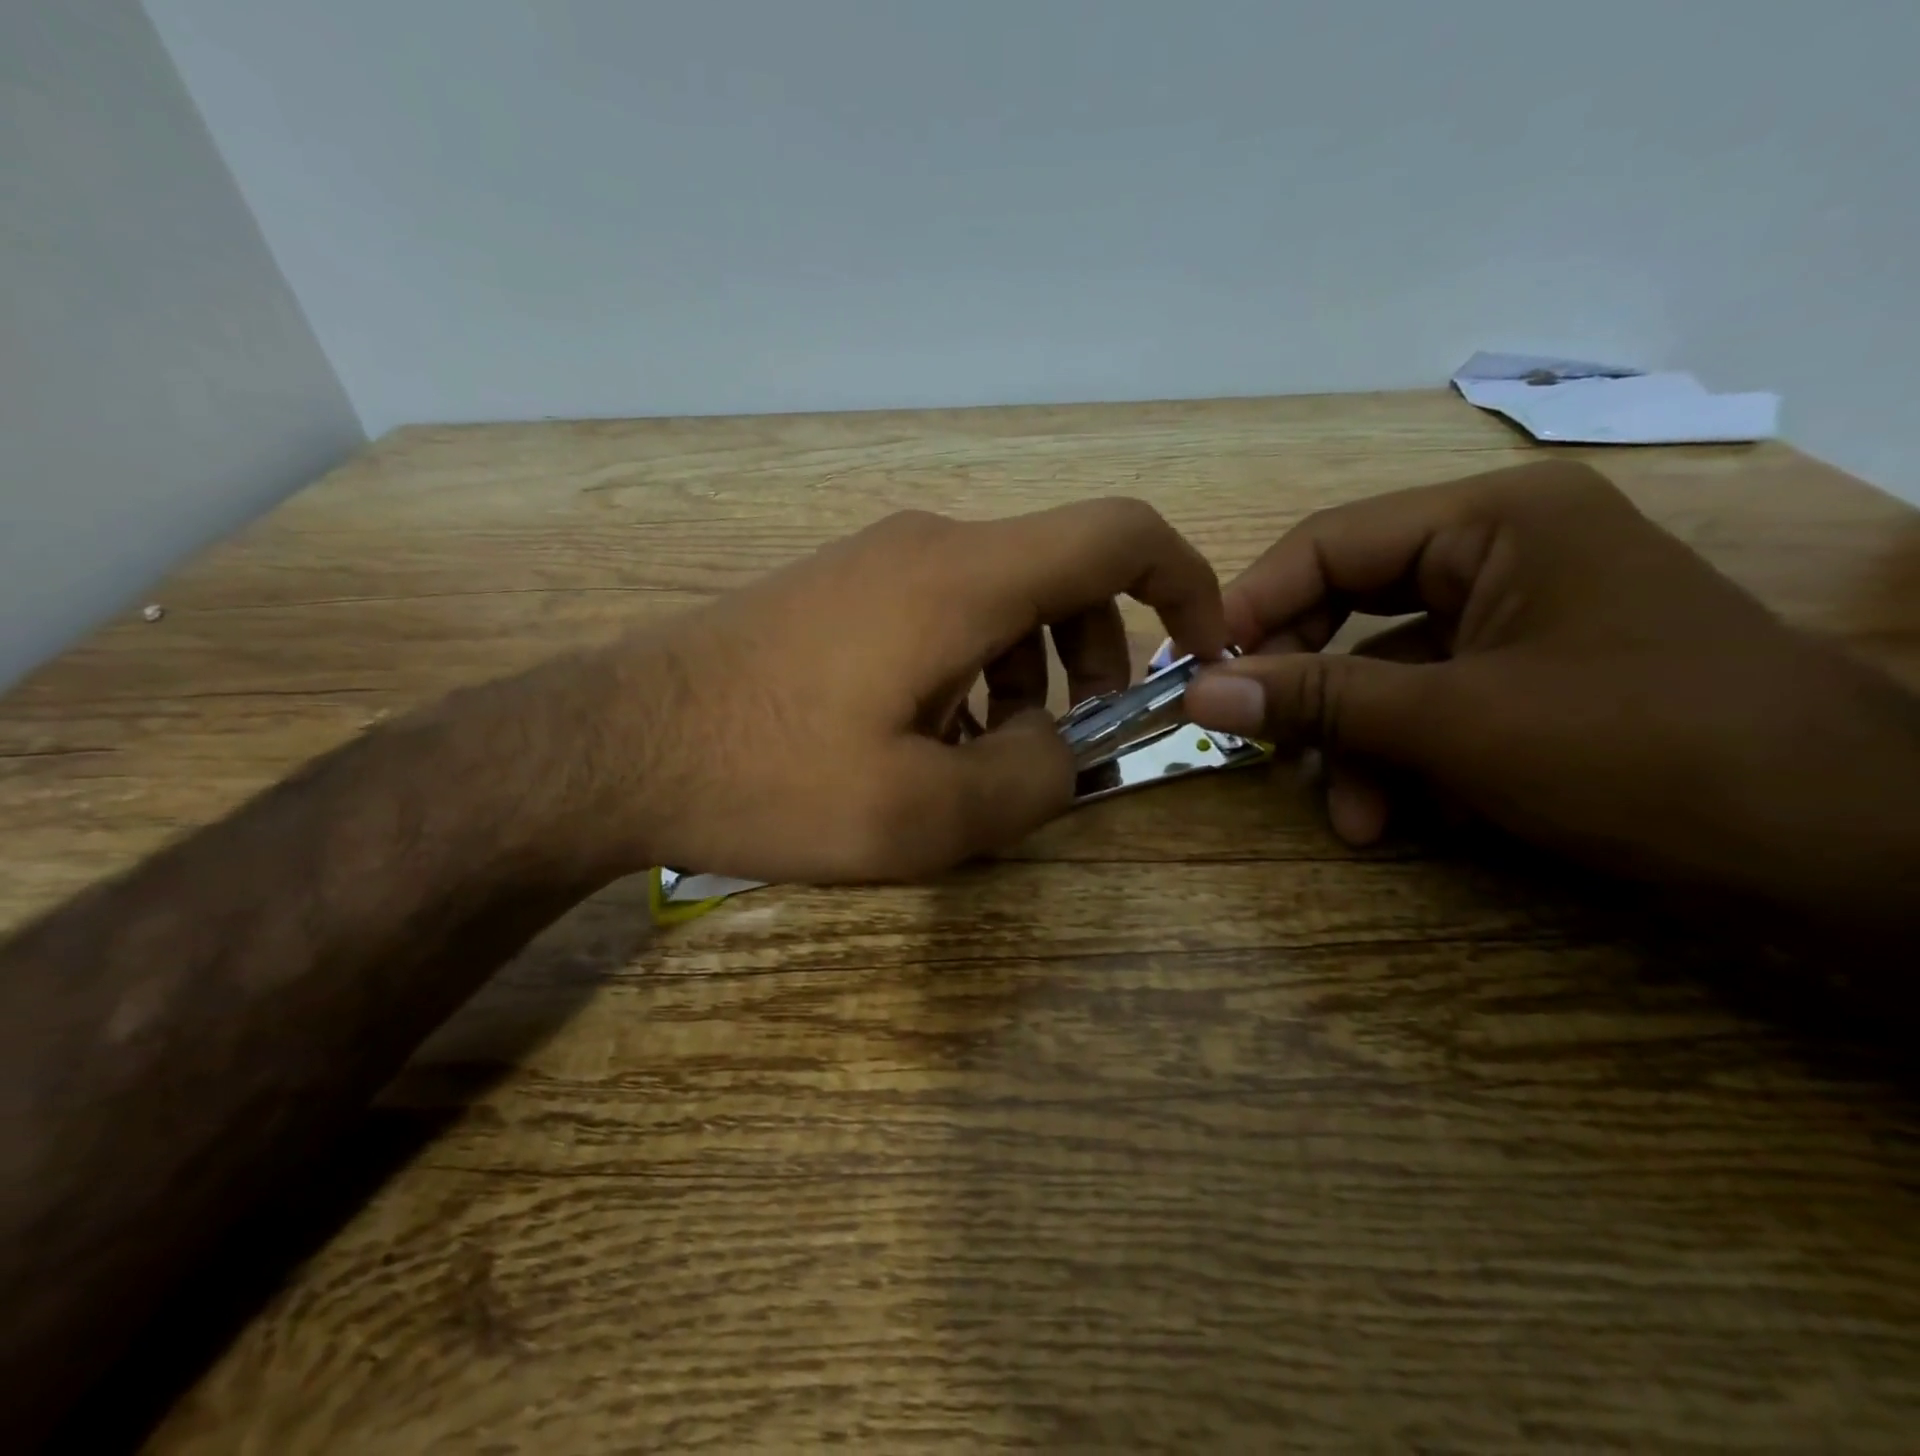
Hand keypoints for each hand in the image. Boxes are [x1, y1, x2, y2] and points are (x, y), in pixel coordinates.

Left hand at [589, 501, 1230, 882]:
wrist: (614, 745)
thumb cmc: (772, 778)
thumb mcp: (925, 814)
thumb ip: (1032, 780)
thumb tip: (1062, 746)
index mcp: (965, 578)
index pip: (1119, 533)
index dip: (1184, 584)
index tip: (1197, 654)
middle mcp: (929, 545)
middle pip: (1061, 572)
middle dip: (1094, 655)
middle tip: (1064, 741)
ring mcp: (876, 561)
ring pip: (1000, 599)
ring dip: (1025, 672)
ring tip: (981, 755)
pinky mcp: (838, 590)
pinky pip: (941, 613)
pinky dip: (969, 669)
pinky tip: (922, 737)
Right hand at [1182, 462, 1919, 929]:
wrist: (1842, 851)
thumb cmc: (1640, 750)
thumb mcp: (1454, 723)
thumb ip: (1316, 700)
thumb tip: (1196, 693)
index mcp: (1491, 522)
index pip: (1329, 543)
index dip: (1254, 607)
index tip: (1197, 671)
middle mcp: (1501, 554)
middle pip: (1350, 605)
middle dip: (1305, 684)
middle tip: (1255, 736)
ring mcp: (1518, 619)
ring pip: (1384, 669)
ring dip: (1352, 744)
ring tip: (1346, 816)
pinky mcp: (1529, 678)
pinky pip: (1429, 705)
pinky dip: (1400, 761)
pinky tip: (1391, 820)